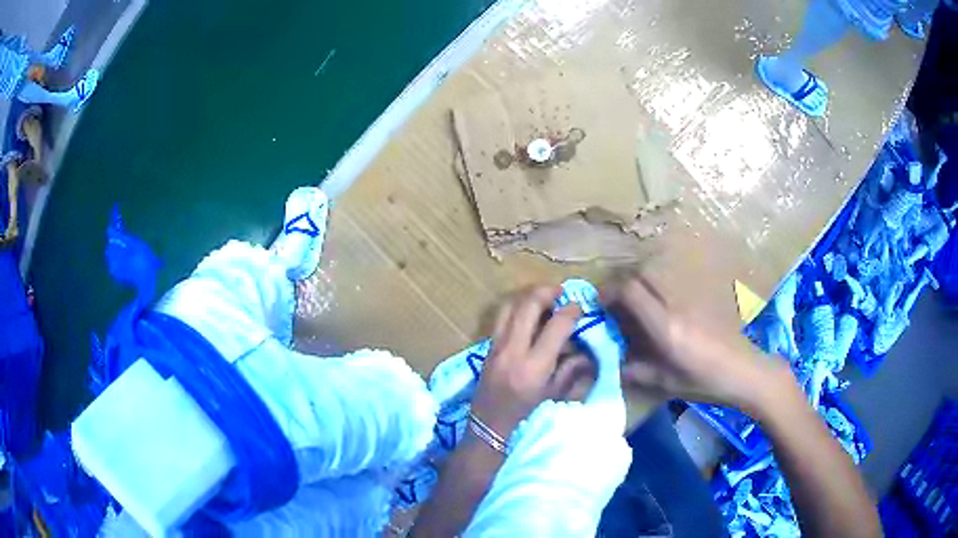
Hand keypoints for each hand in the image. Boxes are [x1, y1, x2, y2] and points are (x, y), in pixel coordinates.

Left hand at [470, 286, 585, 437]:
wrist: (488, 426)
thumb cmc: (525, 415)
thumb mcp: (554, 395)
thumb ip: (571, 369)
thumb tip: (584, 349)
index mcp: (534, 366)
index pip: (556, 325)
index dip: (571, 310)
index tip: (579, 305)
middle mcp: (513, 350)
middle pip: (528, 305)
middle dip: (547, 291)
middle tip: (560, 291)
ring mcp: (496, 346)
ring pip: (510, 305)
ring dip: (528, 296)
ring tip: (544, 297)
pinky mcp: (487, 346)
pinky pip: (500, 317)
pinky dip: (516, 307)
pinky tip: (526, 312)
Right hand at [602, 274, 792, 411]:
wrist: (744, 371)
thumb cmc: (705, 382)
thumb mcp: (666, 383)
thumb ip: (635, 371)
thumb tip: (608, 364)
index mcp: (665, 326)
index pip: (631, 291)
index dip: (609, 292)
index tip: (597, 305)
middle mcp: (675, 305)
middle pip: (641, 277)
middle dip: (621, 286)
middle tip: (611, 306)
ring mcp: (689, 299)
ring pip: (656, 279)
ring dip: (638, 288)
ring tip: (631, 310)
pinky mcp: (699, 300)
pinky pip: (669, 289)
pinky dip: (654, 294)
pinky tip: (656, 317)